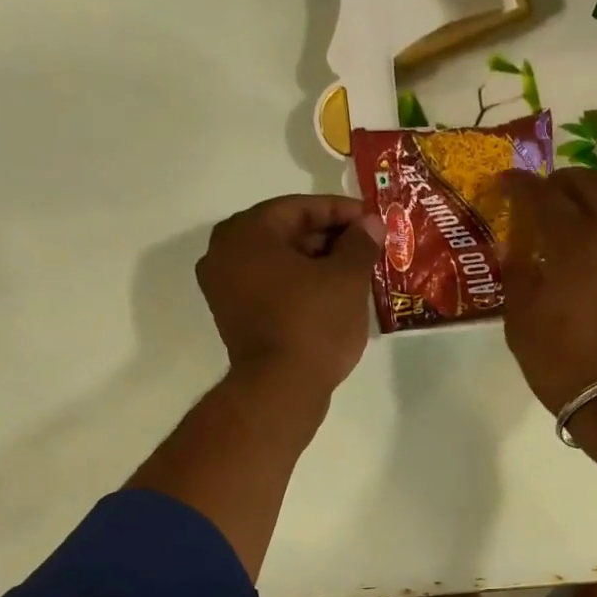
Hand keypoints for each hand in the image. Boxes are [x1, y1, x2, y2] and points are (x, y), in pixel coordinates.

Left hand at [198, 195, 381, 399]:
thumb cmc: (313, 324)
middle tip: (367, 247)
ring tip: (356, 273)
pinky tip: (333, 297)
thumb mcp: (347, 278)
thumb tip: (371, 224)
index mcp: (246, 232)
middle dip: (330, 239)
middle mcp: (224, 253)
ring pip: (280, 264)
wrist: (282, 389)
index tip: (371, 220)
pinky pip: (272, 289)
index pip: (299, 208)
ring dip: (318, 264)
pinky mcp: (235, 318)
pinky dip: (301, 287)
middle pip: (286, 234)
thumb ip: (360, 243)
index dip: (341, 211)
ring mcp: (225, 289)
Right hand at [495, 168, 596, 421]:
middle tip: (539, 198)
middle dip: (559, 182)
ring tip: (575, 213)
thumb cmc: (563, 365)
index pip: (543, 195)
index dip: (519, 185)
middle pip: (589, 183)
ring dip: (595, 195)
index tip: (503, 185)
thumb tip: (514, 245)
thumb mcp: (522, 324)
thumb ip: (517, 275)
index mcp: (574, 242)